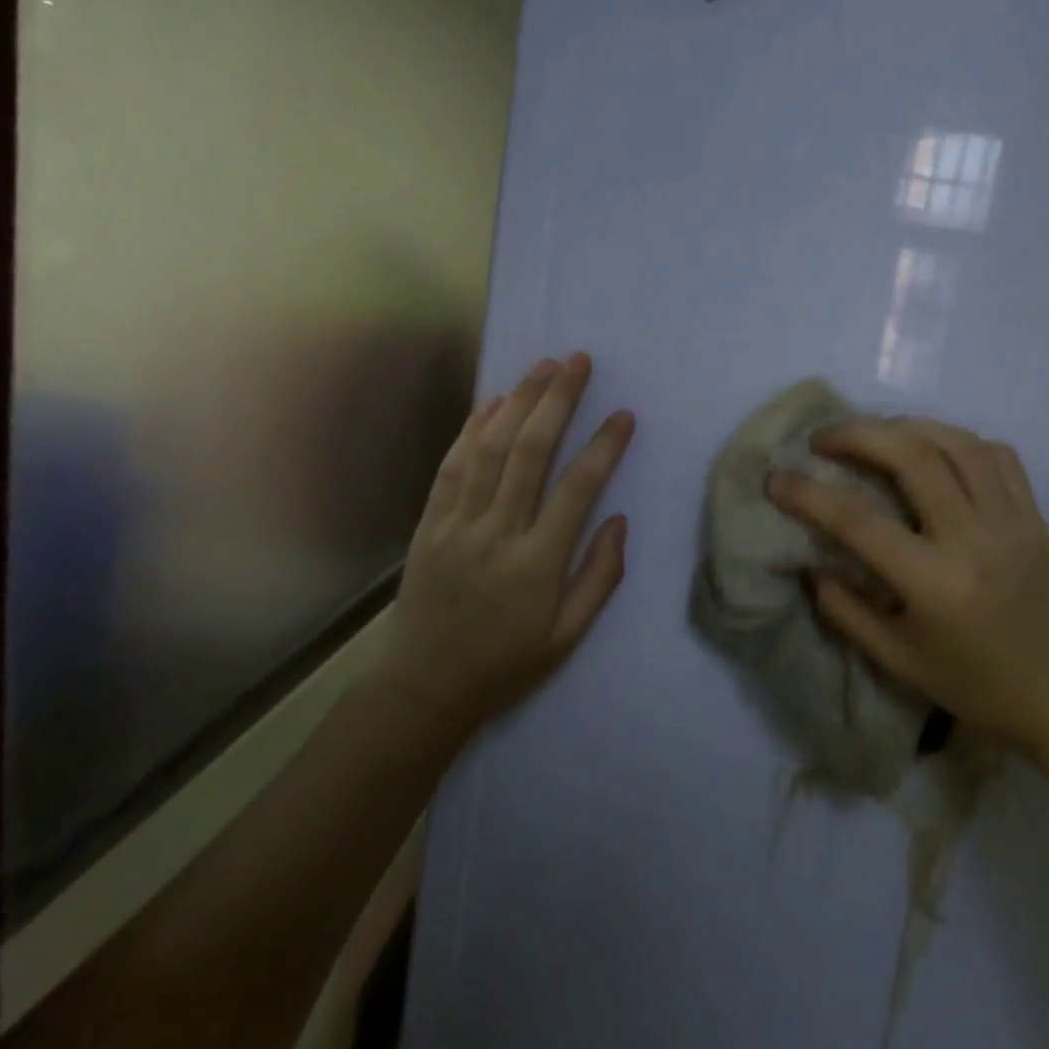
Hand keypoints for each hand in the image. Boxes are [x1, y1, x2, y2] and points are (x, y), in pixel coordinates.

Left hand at [388, 353, 634, 728]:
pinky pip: (451, 467)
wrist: (425, 686)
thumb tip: (619, 520)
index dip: (603, 447)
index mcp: (536, 564)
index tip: (623, 415)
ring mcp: (457, 524)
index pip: (577, 489)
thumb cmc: (506, 663)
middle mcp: (496, 533)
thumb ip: (599, 577)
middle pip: (530, 452)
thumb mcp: (567, 637)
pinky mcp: (430, 523)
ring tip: (541, 367)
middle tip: (577, 362)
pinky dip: (470, 430)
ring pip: (489, 449)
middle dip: (557, 400)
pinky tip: (491, 402)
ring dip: (517, 402)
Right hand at [767, 419, 1048, 761]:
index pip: (858, 521)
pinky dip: (956, 440)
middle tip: (822, 438)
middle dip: (857, 435)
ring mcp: (1012, 521)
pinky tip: (932, 450)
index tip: (775, 479)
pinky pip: (996, 455)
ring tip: (872, 434)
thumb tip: (810, 565)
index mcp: (935, 584)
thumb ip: (846, 611)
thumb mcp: (898, 660)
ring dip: (905, 427)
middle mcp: (975, 539)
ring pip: (957, 442)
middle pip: (912, 456)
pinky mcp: (1034, 515)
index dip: (808, 495)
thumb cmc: (976, 686)